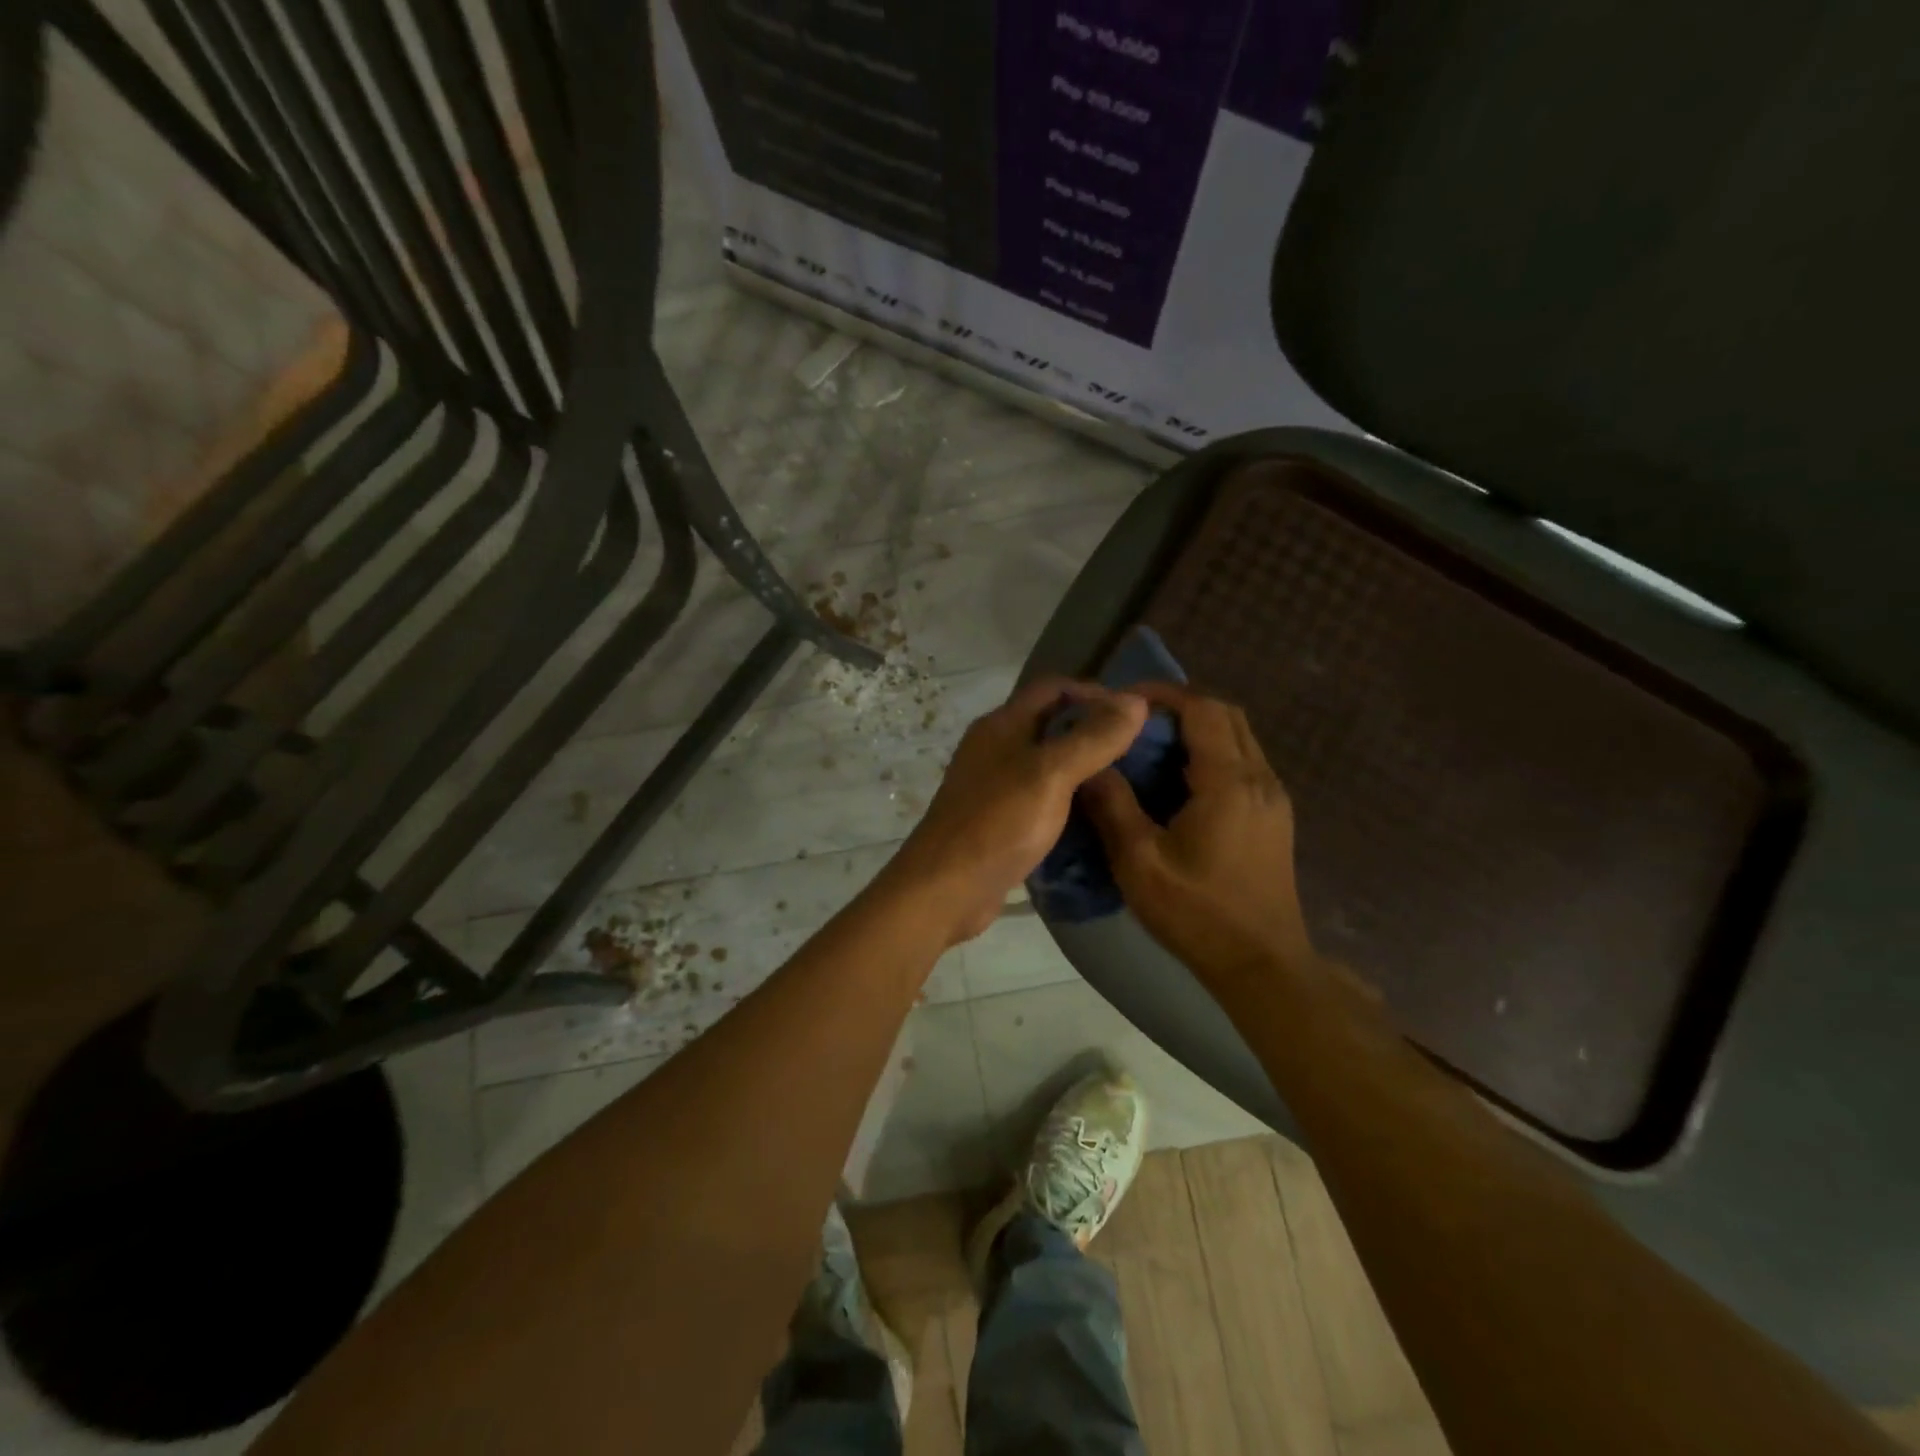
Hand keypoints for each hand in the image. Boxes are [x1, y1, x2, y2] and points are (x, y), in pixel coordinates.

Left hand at [886, 677, 1147, 945]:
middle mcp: (995, 747)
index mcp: (1001, 724)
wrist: (945, 889)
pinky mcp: (998, 819)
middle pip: (1050, 723)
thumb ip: (1093, 737)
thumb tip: (1136, 700)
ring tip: (1127, 781)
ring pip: (1046, 762)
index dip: (1095, 692)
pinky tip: (1095, 815)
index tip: (1135, 714)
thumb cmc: (997, 823)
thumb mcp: (1051, 774)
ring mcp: (993, 784)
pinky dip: (1068, 798)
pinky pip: (1040, 796)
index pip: (1053, 687)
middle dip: (1093, 729)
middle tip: (1139, 749)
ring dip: (1083, 766)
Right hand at [1081, 683, 1325, 992]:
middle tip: (1136, 721)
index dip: (1164, 694)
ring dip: (1198, 730)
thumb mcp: (1140, 863)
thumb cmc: (1198, 914)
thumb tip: (1090, 766)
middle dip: (1181, 706)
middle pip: (1226, 715)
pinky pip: (1244, 763)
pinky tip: (1179, 782)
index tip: (1125, 700)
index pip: (1203, 709)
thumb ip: (1113, 807)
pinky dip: (1211, 754)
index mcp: (1229, 782)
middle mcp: (1260, 779)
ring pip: (1239, 738)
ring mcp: (1273, 798)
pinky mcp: (1274, 817)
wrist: (1262, 965)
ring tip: (1151, 746)